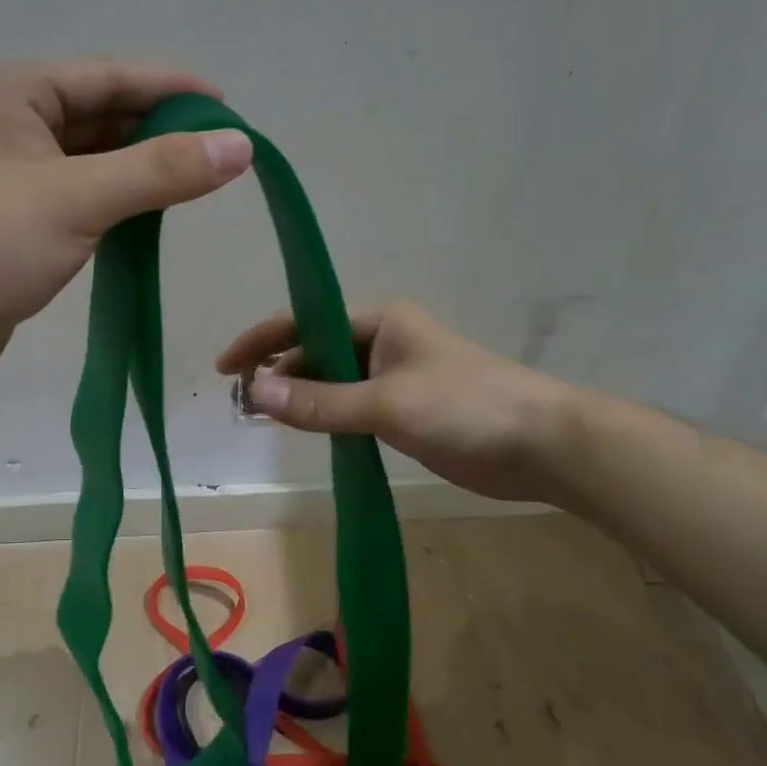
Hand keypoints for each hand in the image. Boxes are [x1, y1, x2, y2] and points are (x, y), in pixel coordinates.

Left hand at [0, 58, 252, 386]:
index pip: (108, 75)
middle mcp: (8, 119)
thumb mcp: (80, 199)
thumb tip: (241, 146)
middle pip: (101, 112)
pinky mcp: (17, 213)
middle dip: (159, 129)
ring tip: (196, 179)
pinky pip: (81, 189)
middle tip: (219, 150)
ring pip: (93, 154)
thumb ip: (161, 169)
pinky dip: (118, 196)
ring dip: (141, 164)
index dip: (171, 88)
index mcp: (12, 91)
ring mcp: (11, 168)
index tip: (227, 106)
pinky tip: (152, 209)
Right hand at [216, 300, 584, 503]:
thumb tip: (256, 393)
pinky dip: (324, 417)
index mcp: (380, 321)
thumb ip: (320, 402)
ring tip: (262, 419)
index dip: (262, 341)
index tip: (225, 368)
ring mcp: (394, 378)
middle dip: (278, 373)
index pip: (306, 323)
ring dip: (299, 397)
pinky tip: (304, 432)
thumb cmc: (466, 407)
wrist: (542, 444)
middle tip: (242, 404)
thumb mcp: (386, 403)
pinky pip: (350, 407)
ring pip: (331, 382)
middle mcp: (382, 341)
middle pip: (315, 351)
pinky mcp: (404, 411)